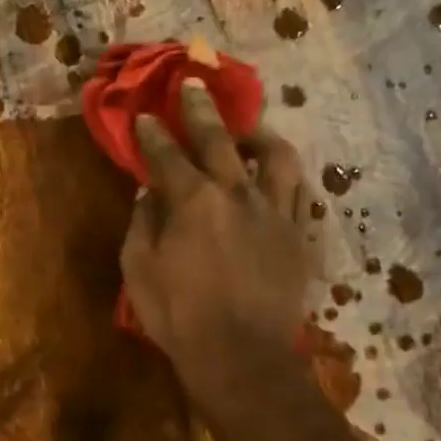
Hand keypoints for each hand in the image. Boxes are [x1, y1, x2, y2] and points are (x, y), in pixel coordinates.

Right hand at [120, 79, 310, 391]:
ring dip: (259, 135)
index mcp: (193, 201)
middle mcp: (237, 194)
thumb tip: (149, 194)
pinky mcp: (299, 235)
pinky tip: (277, 177)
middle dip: (200, 108)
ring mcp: (275, 212)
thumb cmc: (179, 316)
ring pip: (277, 157)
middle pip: (219, 139)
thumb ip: (142, 224)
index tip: (145, 116)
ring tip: (248, 132)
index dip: (152, 134)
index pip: (167, 155)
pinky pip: (300, 193)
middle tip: (192, 84)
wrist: (242, 357)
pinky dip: (287, 177)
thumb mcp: (139, 270)